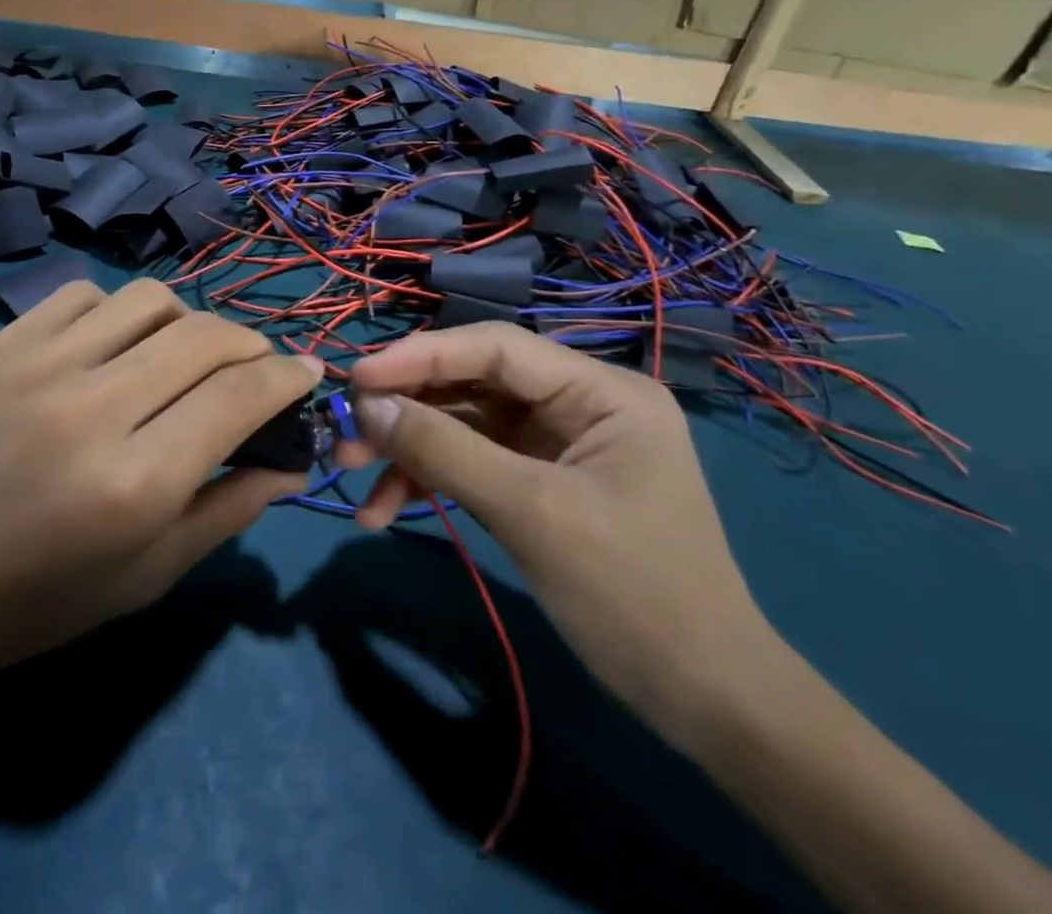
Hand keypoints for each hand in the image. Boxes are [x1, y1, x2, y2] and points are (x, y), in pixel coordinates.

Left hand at [0, 278, 318, 712]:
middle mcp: (93, 409)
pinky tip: (113, 350)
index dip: (288, 378)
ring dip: (188, 322)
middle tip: (254, 369)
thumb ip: (229, 510)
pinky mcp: (2, 342)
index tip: (306, 375)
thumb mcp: (146, 577)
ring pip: (151, 299)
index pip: (240, 398)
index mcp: (134, 484)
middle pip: (206, 336)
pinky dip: (120, 315)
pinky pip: (88, 295)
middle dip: (251, 345)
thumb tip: (292, 460)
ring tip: (182, 356)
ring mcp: (40, 364)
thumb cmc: (32, 603)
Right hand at [337, 323, 779, 749]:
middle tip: (345, 437)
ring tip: (353, 479)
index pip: (495, 347)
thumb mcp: (531, 513)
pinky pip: (474, 462)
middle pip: (473, 384)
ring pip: (465, 424)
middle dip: (407, 411)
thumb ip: (444, 449)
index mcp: (601, 390)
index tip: (356, 378)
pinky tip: (387, 511)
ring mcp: (559, 442)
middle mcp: (580, 402)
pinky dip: (432, 482)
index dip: (420, 356)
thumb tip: (366, 404)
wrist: (706, 703)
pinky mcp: (542, 479)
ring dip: (409, 452)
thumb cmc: (633, 595)